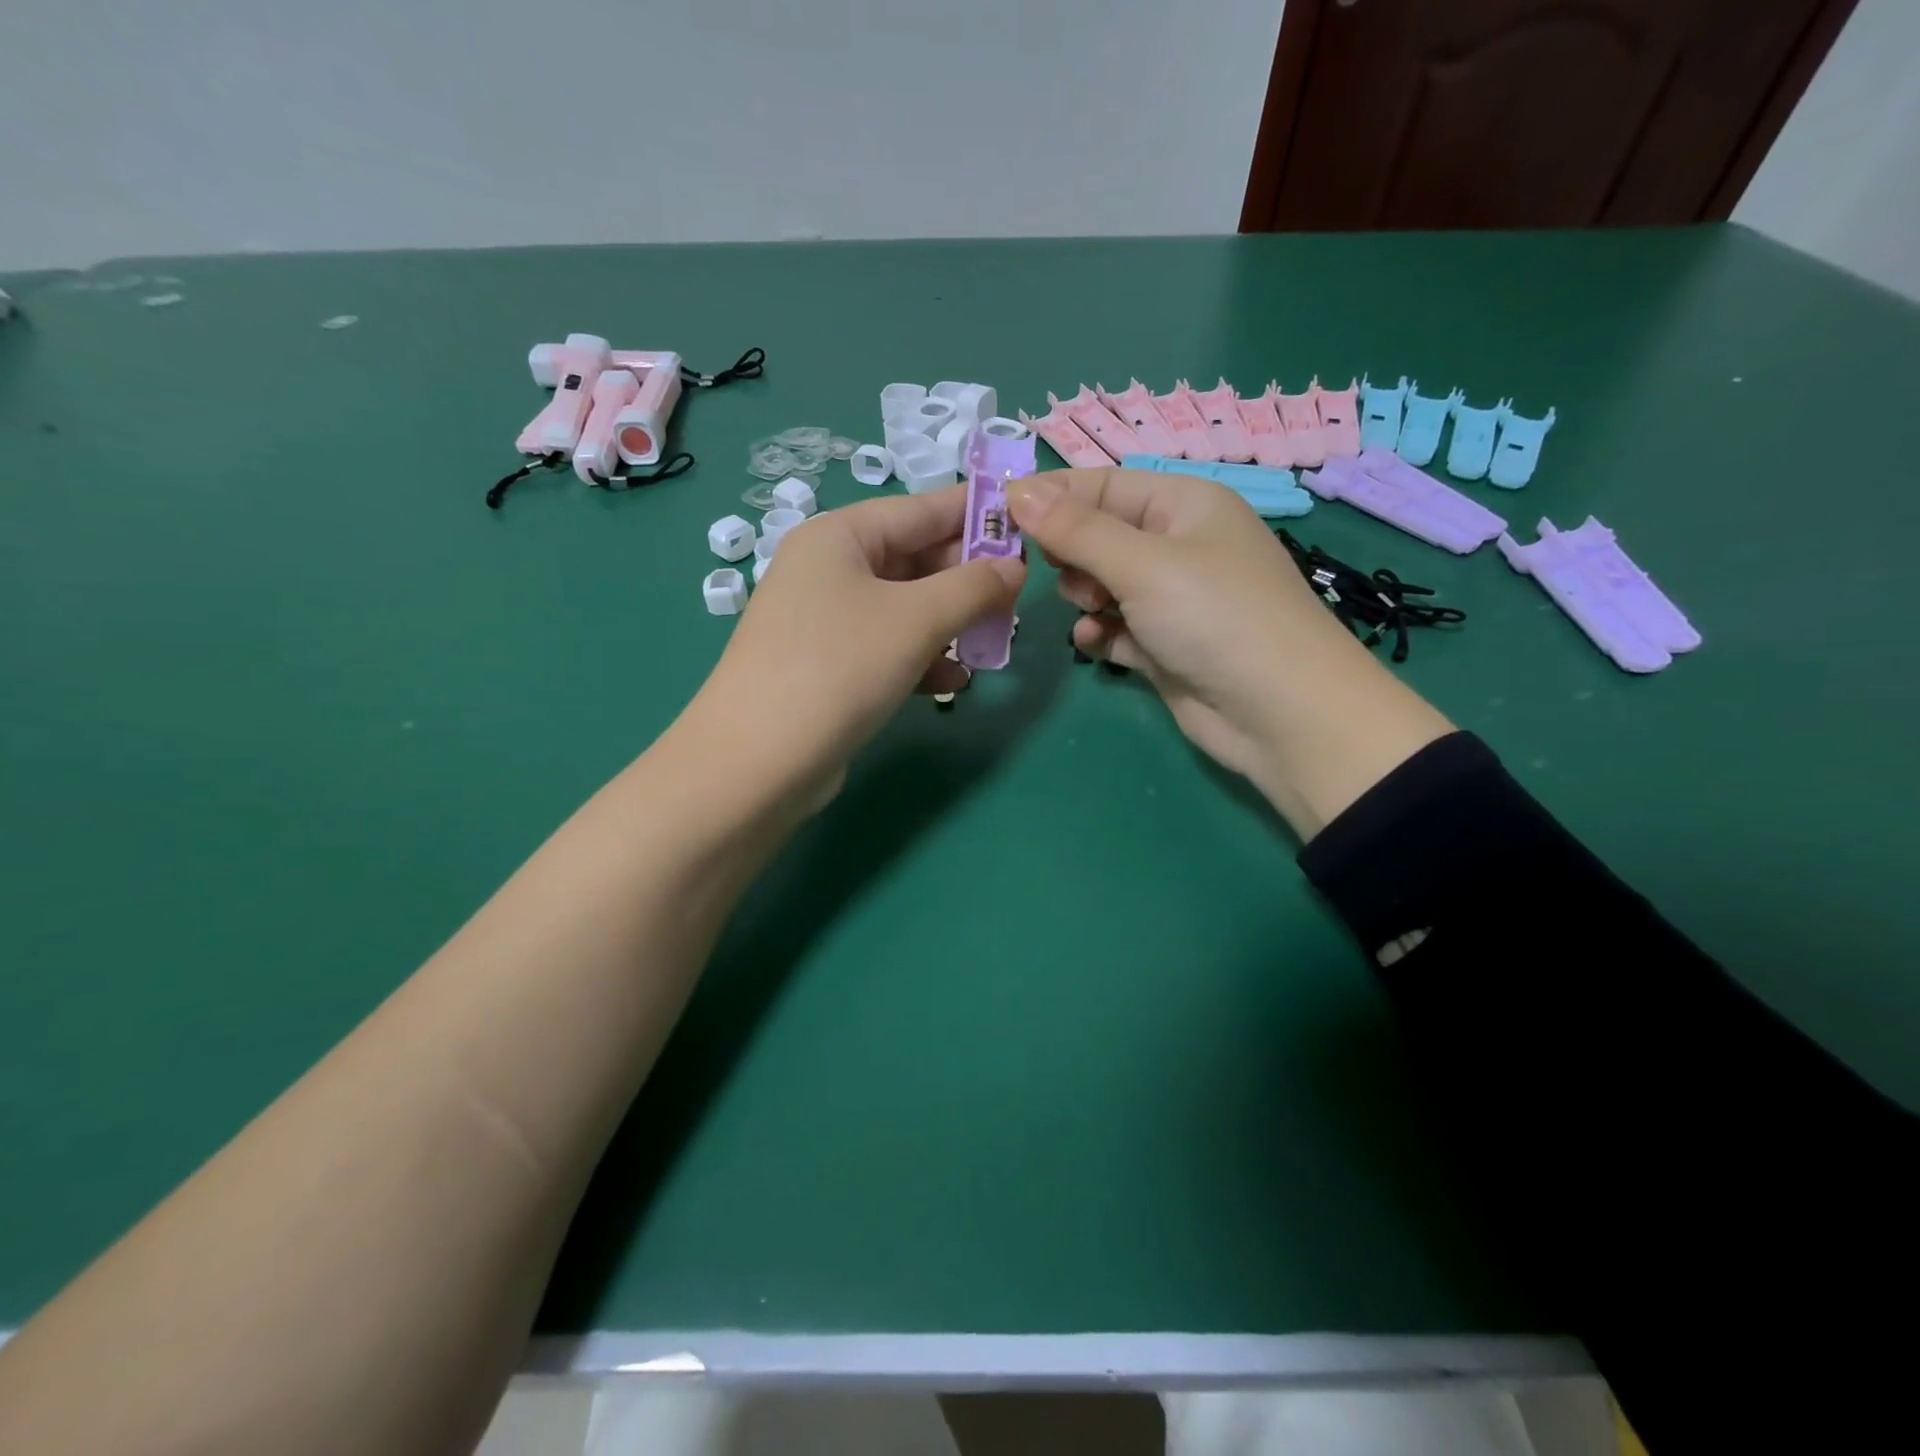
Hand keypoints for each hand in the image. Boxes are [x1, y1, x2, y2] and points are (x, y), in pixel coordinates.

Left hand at [687, 486, 1024, 804]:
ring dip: (950, 624)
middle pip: (915, 559)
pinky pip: (887, 647)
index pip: (922, 509)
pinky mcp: (828, 666)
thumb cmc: (839, 668)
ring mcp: (825, 620)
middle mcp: (829, 568)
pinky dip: (921, 658)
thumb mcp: (916, 620)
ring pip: (906, 608)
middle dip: (967, 580)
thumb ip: (973, 587)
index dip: (977, 514)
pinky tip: (952, 682)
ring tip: (993, 644)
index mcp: (841, 535)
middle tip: (1017, 600)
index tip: (1028, 522)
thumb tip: (1015, 568)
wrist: (758, 763)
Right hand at [1007, 468, 1451, 837]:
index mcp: (1184, 505)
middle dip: (1072, 555)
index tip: (1000, 514)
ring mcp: (1171, 600)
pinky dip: (1099, 632)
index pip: (1103, 486)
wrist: (1281, 714)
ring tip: (1094, 612)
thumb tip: (1017, 491)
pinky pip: (1114, 627)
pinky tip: (1094, 642)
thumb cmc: (1216, 617)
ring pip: (1101, 584)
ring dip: (1084, 597)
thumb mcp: (1143, 564)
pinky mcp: (1164, 646)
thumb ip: (1076, 531)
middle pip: (1098, 536)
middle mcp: (1177, 546)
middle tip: (1069, 577)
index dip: (1053, 497)